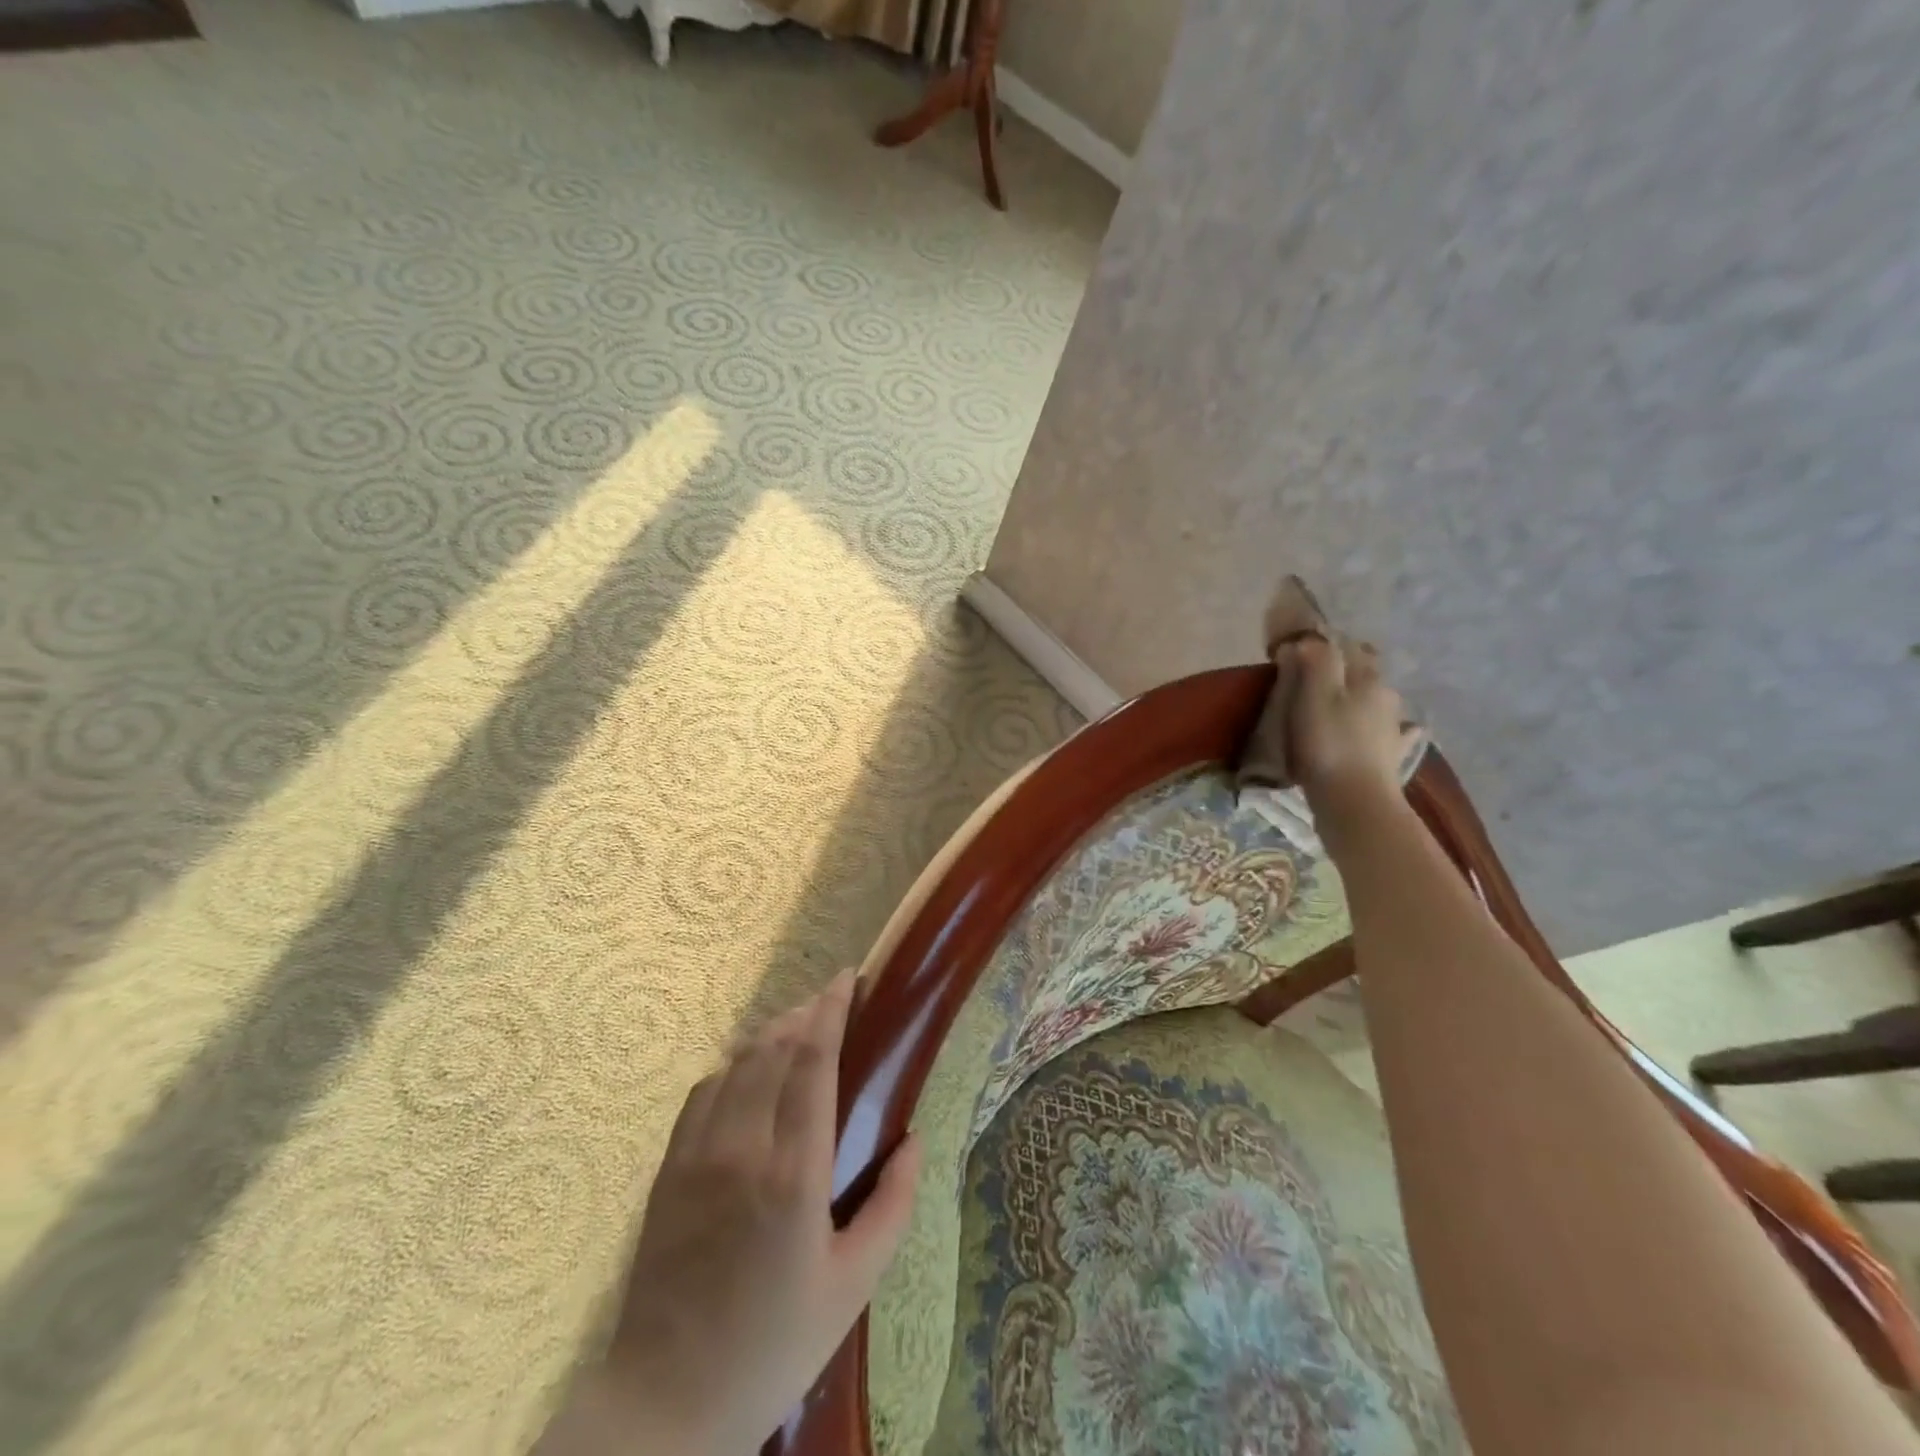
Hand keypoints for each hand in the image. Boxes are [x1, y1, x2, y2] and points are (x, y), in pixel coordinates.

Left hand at [544, 971, 921, 1455]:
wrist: (665, 1404)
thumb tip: (913, 1139)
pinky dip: (733, 1066)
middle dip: (805, 1013)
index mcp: (795, 1172)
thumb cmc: (773, 1346)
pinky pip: (704, 1091)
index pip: (812, 1060)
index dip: (831, 1009)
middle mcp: (743, 1147)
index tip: (847, 979)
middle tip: (831, 1001)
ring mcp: (697, 1154)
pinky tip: (749, 1073)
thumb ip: (893, 1206)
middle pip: (774, 1048)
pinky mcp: (668, 1169)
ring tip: (798, 1027)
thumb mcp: (853, 1286)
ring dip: (772, 1033)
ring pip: (738, 1062)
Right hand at [1284, 635, 1409, 820]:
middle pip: (1363, 670)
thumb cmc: (1327, 744)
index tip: (1295, 651)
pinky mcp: (1392, 755)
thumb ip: (1315, 660)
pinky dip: (1385, 729)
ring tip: (1336, 705)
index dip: (1320, 643)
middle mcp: (1386, 695)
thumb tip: (1310, 639)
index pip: (1345, 645)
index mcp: (1366, 677)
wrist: (1356, 801)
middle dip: (1341, 668)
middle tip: (1311, 678)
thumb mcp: (1313, 695)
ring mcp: (1393, 726)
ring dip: (1359, 696)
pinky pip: (1392, 733)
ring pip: (1375, 699)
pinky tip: (1389, 732)